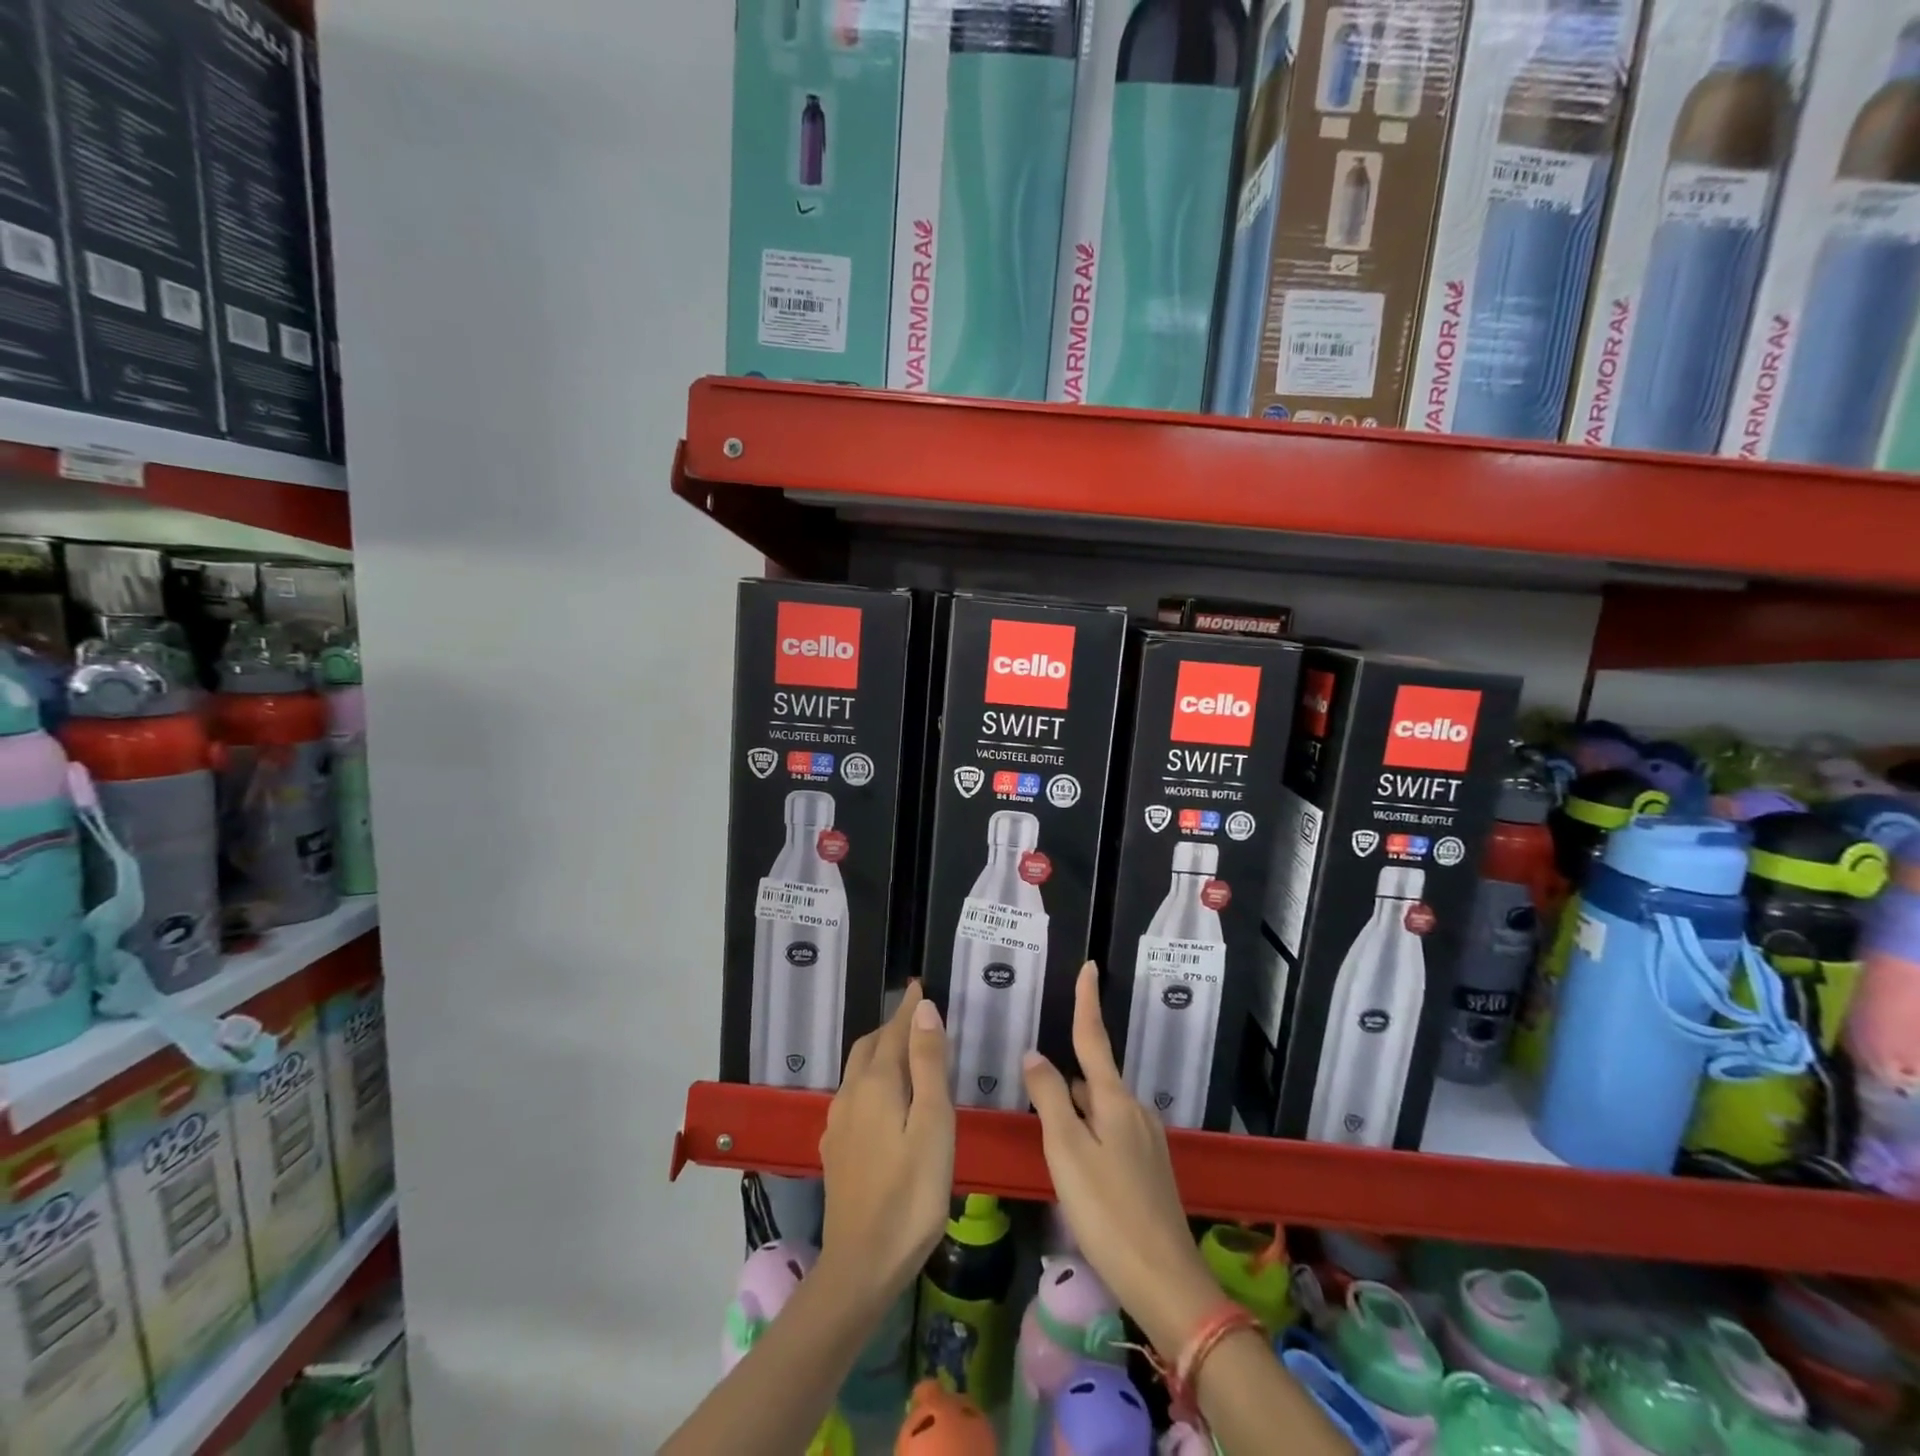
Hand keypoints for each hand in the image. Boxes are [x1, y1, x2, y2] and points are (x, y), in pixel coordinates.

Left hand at [818, 982, 954, 1305]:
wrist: (862, 1265)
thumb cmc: (911, 1193)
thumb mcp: (932, 1123)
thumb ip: (927, 1064)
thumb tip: (923, 1008)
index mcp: (876, 1083)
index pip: (894, 1031)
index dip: (908, 1008)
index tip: (920, 985)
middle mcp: (850, 1094)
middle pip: (870, 1046)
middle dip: (892, 1026)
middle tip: (918, 1016)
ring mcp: (839, 1123)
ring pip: (858, 1070)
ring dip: (881, 1052)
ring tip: (905, 1051)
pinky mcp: (836, 1148)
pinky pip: (854, 1095)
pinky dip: (872, 1079)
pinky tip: (884, 1099)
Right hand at [1023, 963, 1221, 1352]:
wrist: (1166, 1281)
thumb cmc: (1107, 1212)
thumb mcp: (1066, 1152)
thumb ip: (1049, 1099)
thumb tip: (1035, 1055)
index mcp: (1115, 1100)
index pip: (1095, 1038)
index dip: (1088, 1002)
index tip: (1089, 966)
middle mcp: (1136, 1111)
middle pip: (1092, 1081)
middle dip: (1065, 1086)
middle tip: (1036, 1112)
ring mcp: (1148, 1140)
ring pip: (1100, 1111)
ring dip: (1076, 1117)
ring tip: (1052, 1152)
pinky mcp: (1151, 1168)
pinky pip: (1112, 1134)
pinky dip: (1090, 1138)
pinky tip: (1079, 1174)